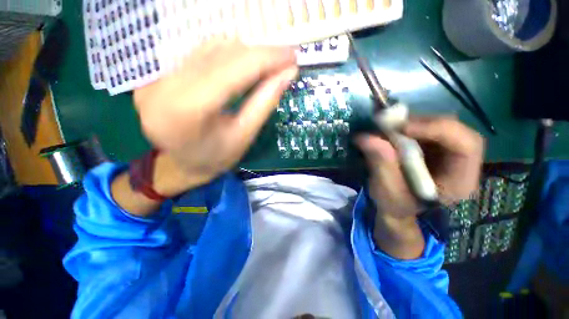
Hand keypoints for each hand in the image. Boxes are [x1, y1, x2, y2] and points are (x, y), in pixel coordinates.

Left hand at [133, 40, 297, 189]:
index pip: (233, 69)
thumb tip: (287, 74)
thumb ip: (264, 103)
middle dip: (260, 54)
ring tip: (268, 64)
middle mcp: (168, 85)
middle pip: (223, 53)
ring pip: (212, 47)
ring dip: (246, 53)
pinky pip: (202, 52)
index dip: (266, 58)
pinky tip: (245, 64)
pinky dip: (229, 54)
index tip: (292, 56)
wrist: (181, 165)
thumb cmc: (216, 158)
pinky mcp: (163, 73)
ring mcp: (161, 76)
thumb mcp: (244, 136)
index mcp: (189, 109)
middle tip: (285, 60)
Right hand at [356, 117, 484, 218]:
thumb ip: (380, 164)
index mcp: (459, 181)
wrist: (396, 207)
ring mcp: (447, 152)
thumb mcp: (386, 190)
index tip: (403, 129)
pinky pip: (425, 127)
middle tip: (390, 125)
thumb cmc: (395, 205)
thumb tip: (365, 137)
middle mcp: (460, 163)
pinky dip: (406, 126)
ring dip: (411, 123)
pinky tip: (390, 132)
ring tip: (387, 128)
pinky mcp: (433, 146)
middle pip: (454, 129)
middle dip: (421, 124)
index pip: (466, 145)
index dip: (438, 129)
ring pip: (437, 125)